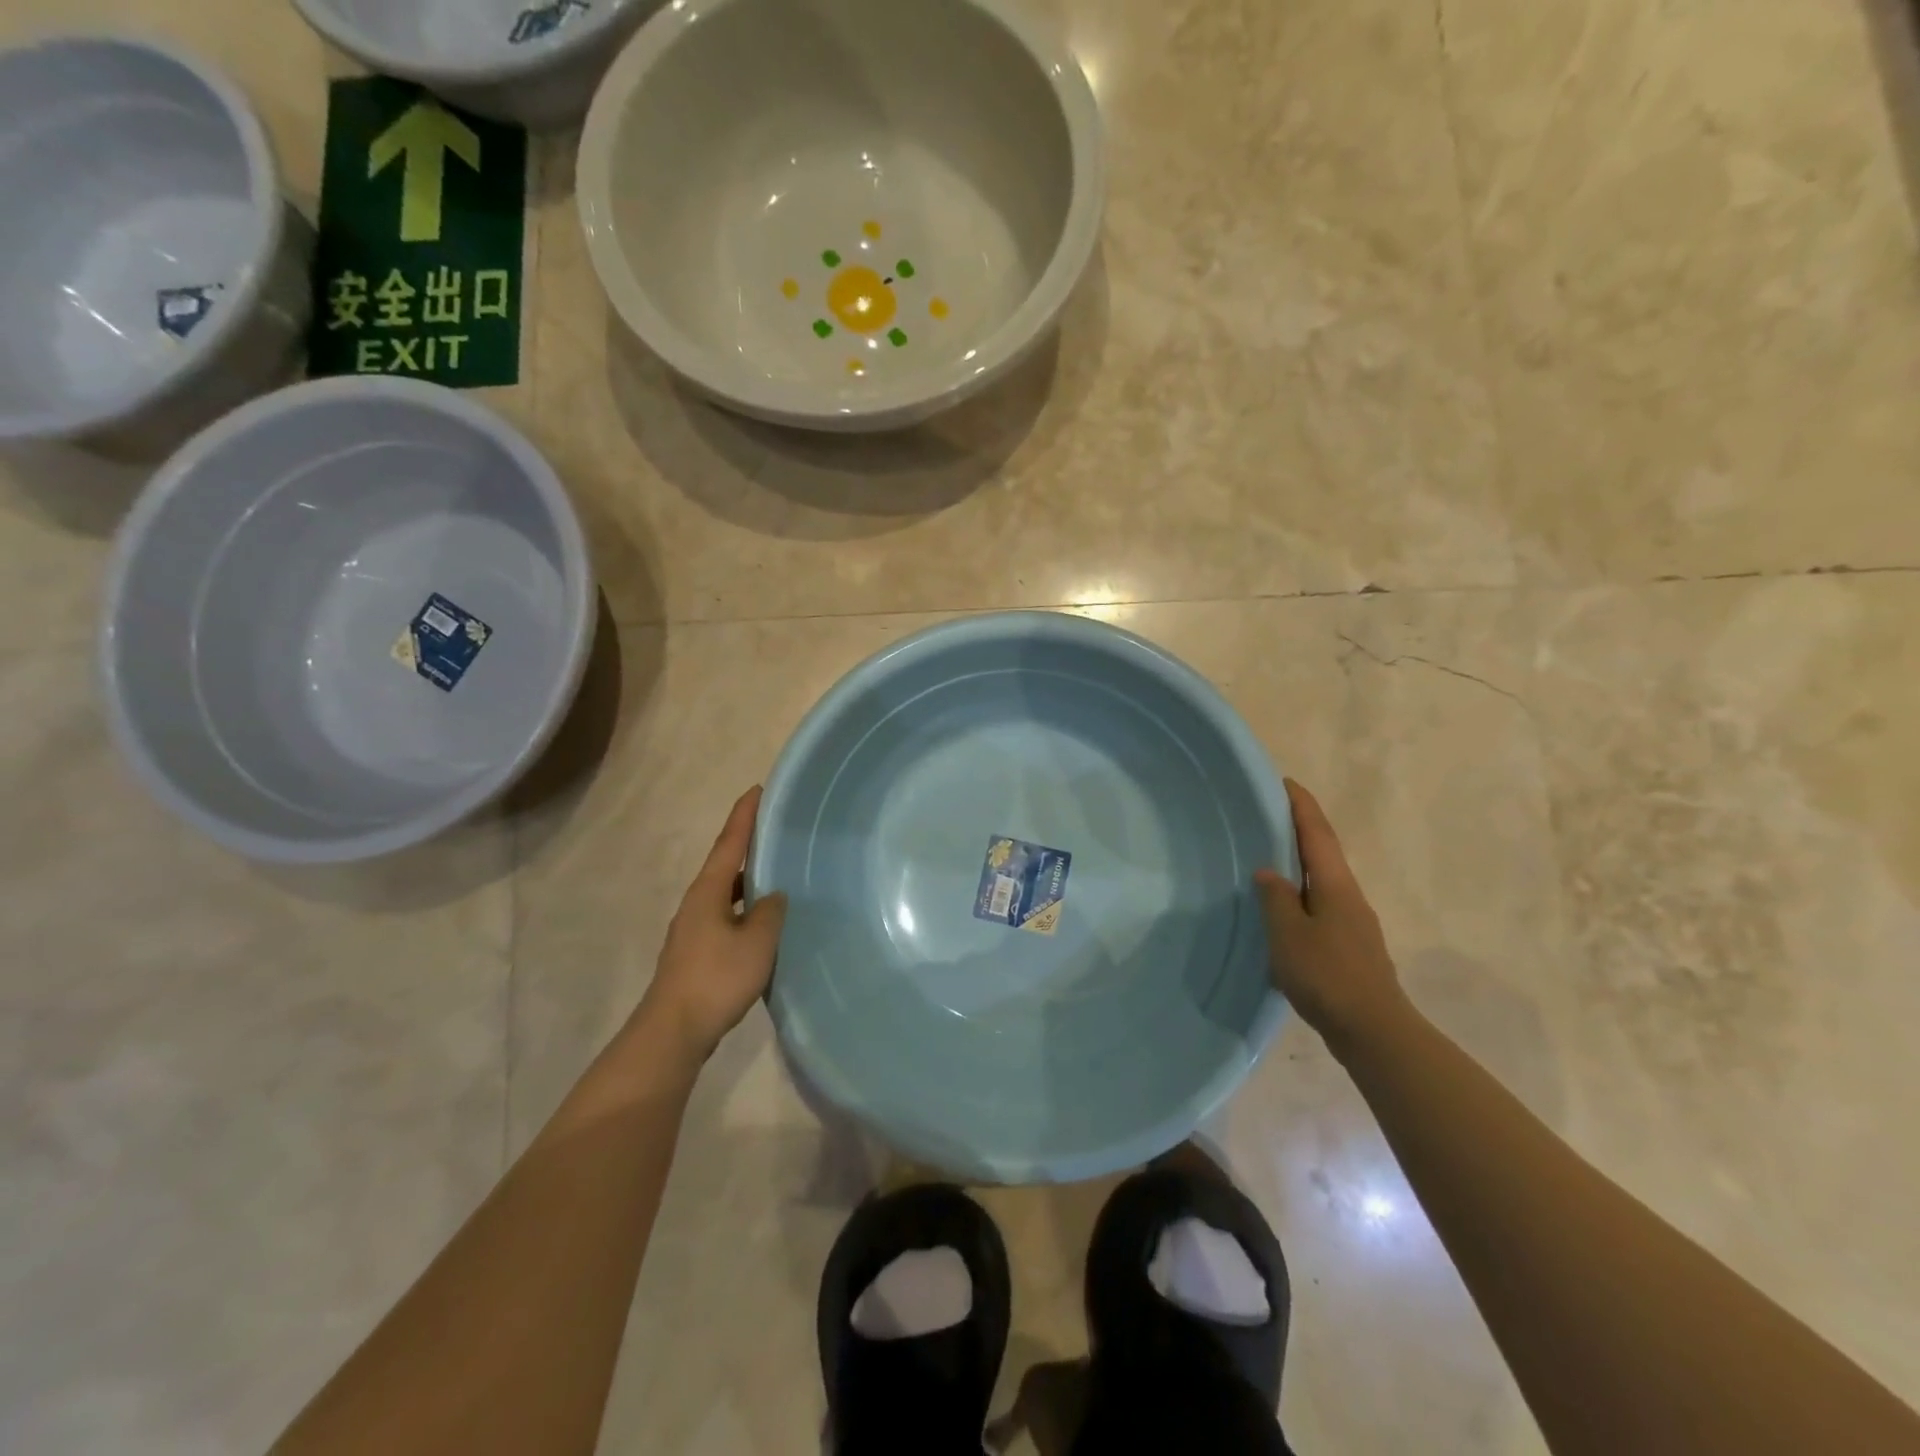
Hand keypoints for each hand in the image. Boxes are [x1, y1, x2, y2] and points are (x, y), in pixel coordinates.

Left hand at [638, 787, 788, 1060]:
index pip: (729, 843)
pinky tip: (764, 922)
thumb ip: (770, 912)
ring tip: (777, 872)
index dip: (744, 815)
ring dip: (748, 880)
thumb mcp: (757, 941)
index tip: (757, 789)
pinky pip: (727, 917)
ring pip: (726, 893)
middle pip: (725, 864)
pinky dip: (746, 908)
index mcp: (708, 891)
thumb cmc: (716, 978)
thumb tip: (772, 897)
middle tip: (775, 828)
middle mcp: (697, 903)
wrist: (673, 1031)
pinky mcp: (697, 953)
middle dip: (748, 845)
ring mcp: (694, 929)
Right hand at [1255, 779, 1409, 1053]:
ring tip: (1270, 858)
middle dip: (1300, 830)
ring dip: (1300, 864)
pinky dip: (1301, 895)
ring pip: (1323, 881)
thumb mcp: (1288, 933)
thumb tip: (1269, 872)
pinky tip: (1283, 910)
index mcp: (1335, 885)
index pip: (1317, 833)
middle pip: (1324, 852)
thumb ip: (1276, 898)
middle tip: (1269, 815)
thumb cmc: (1327, 975)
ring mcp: (1353, 923)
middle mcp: (1349, 896)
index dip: (1301, 805)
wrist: (1374, 1031)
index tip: (1285, 781)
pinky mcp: (1350, 947)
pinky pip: (1320, 906)